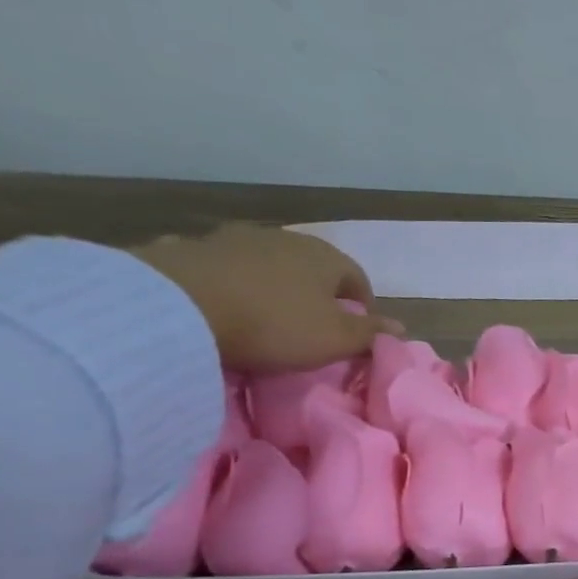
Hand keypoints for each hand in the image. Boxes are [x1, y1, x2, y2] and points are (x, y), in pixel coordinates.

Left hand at [133, 225, 398, 371]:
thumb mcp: (335, 339)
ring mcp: (233, 239)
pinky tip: (220, 300)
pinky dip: (227, 281)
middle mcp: (285, 239)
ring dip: (271, 282)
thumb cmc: (275, 324)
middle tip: (312, 321)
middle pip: (311, 266)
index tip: (357, 328)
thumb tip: (400, 327)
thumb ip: (369, 333)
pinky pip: (220, 267)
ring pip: (265, 262)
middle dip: (316, 290)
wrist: (177, 306)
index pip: (357, 278)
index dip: (362, 303)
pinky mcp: (189, 248)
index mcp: (326, 257)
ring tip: (265, 312)